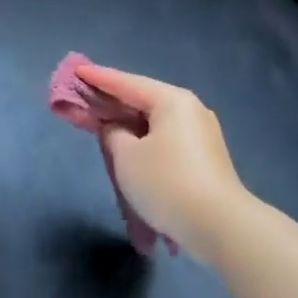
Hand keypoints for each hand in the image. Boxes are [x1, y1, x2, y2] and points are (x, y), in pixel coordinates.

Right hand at [75, 63, 249, 260]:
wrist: (220, 227)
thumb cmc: (166, 183)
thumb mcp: (126, 156)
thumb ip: (112, 133)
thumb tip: (117, 129)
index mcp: (172, 100)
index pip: (126, 83)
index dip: (98, 78)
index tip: (76, 70)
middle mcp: (190, 110)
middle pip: (142, 101)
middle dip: (112, 105)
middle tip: (84, 102)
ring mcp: (202, 135)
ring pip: (155, 124)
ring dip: (129, 128)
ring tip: (104, 130)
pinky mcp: (205, 159)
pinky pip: (166, 141)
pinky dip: (145, 143)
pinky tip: (131, 154)